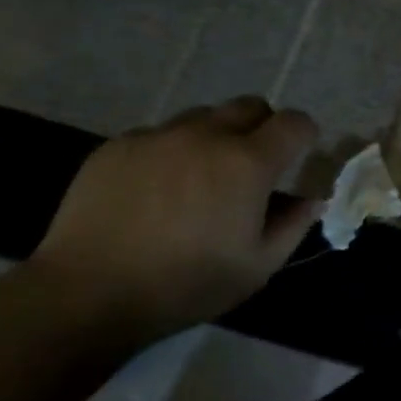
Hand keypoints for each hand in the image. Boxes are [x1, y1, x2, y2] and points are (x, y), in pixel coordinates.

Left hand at [32, 96, 320, 338]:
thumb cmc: (185, 284)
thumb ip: (293, 225)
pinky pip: (158, 135)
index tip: (300, 153)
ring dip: (214, 137)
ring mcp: (158, 136)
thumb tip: (313, 199)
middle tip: (252, 165)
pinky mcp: (118, 145)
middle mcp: (206, 135)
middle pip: (249, 106)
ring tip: (198, 178)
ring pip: (202, 117)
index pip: (293, 122)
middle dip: (262, 127)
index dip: (304, 134)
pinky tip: (154, 191)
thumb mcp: (256, 267)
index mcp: (247, 162)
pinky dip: (170, 152)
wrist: (88, 293)